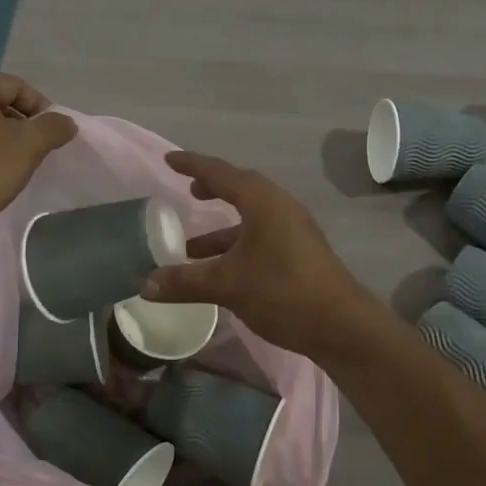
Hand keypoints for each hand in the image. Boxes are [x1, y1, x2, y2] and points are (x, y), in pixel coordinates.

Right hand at [141, 151, 380, 356]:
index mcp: (262, 201)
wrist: (341, 326)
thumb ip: (185, 282)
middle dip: (212, 190)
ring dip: (221, 228)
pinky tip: (220, 270)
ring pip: (250, 218)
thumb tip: (144, 284)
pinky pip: (260, 236)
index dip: (192, 165)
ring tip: (191, 247)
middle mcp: (279, 207)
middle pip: (240, 189)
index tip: (169, 160)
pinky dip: (236, 245)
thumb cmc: (282, 291)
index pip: (220, 173)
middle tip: (188, 192)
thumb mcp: (227, 285)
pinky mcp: (299, 252)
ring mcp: (293, 230)